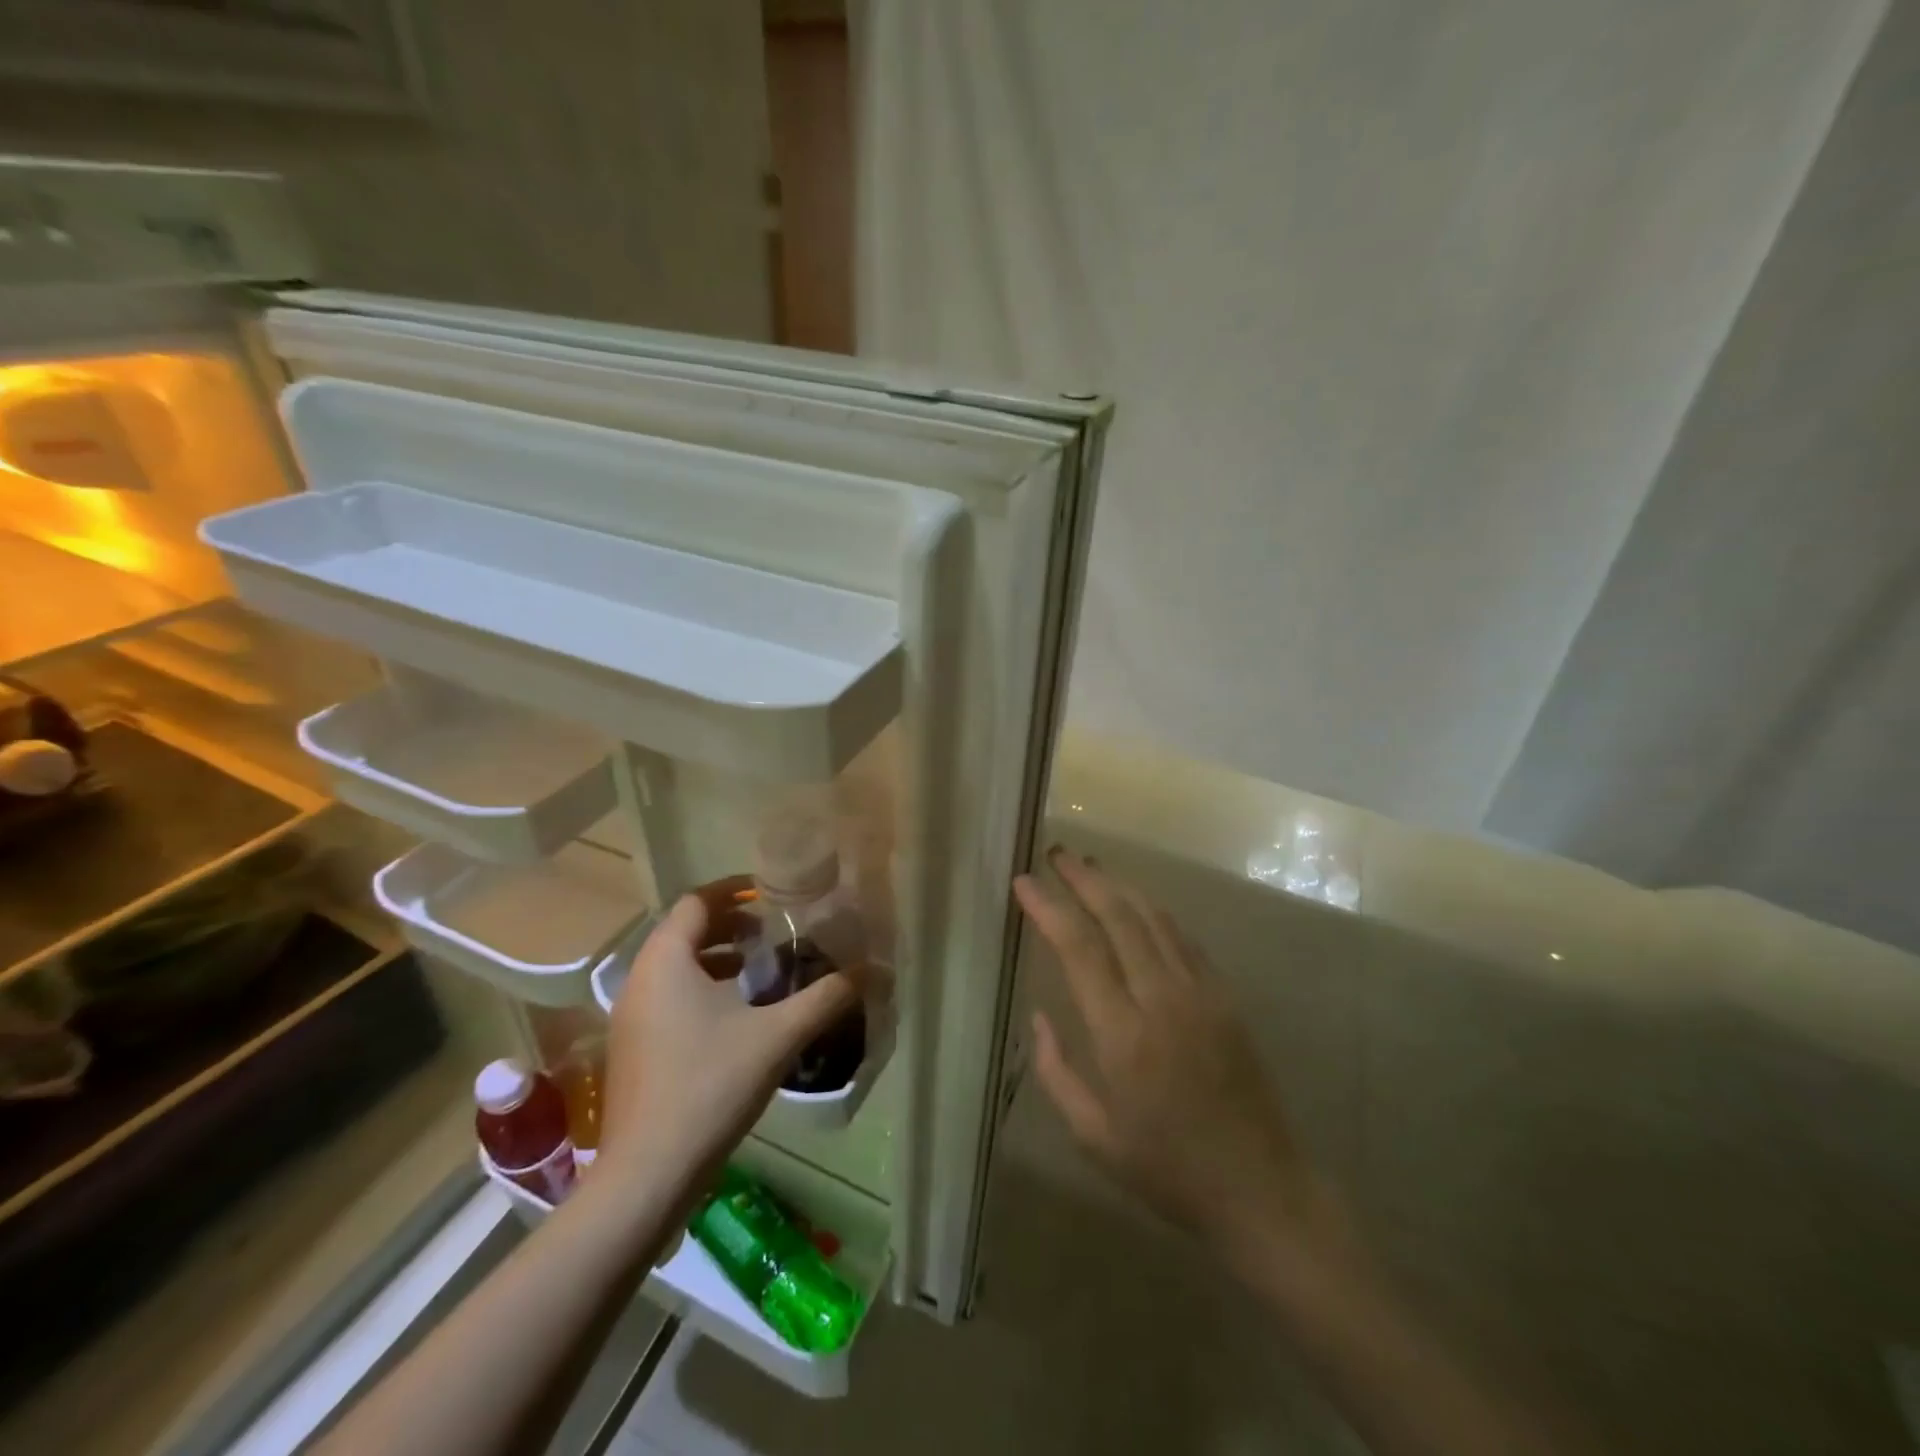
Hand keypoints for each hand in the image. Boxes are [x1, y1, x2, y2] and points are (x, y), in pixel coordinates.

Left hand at [597, 876, 862, 1196]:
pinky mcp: (633, 1050)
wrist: (648, 1175)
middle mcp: (640, 980)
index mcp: (666, 961)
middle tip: (774, 932)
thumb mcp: (778, 1035)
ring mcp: (631, 1018)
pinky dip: (701, 989)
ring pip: (675, 967)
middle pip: (685, 931)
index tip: (771, 894)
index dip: (734, 890)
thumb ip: (826, 997)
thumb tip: (873, 970)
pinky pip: (668, 998)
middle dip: (730, 926)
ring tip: (760, 970)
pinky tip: (737, 1017)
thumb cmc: (710, 1086)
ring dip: (716, 959)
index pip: (697, 902)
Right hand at [1015, 848, 1338, 1263]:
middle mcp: (1162, 999)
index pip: (1079, 948)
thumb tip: (1037, 1016)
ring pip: (1153, 917)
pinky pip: (1183, 937)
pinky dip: (1153, 911)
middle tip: (1056, 854)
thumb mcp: (1093, 1136)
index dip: (1049, 907)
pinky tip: (1136, 903)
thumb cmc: (1167, 1169)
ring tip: (1089, 866)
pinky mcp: (1225, 996)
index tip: (1023, 882)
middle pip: (1118, 916)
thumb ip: (1056, 1072)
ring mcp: (1200, 992)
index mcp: (1122, 1035)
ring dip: (1118, 885)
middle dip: (1083, 878)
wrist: (1261, 1188)